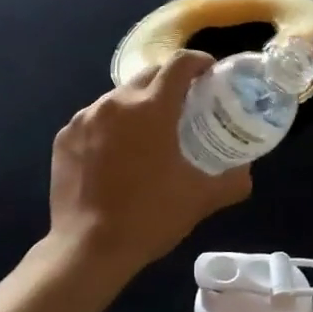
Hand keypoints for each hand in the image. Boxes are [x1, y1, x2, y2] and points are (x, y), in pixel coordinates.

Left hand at [48, 52, 252, 279]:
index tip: (210, 74)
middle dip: (170, 83)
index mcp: (151, 108)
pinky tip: (118, 154)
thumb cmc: (150, 217)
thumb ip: (233, 180)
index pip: (180, 64)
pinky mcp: (65, 137)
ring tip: (150, 133)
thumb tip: (247, 172)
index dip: (200, 62)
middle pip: (149, 75)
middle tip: (186, 106)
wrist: (88, 249)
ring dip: (139, 105)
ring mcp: (84, 119)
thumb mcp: (201, 199)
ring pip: (119, 97)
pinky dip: (111, 126)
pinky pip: (94, 119)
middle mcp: (115, 103)